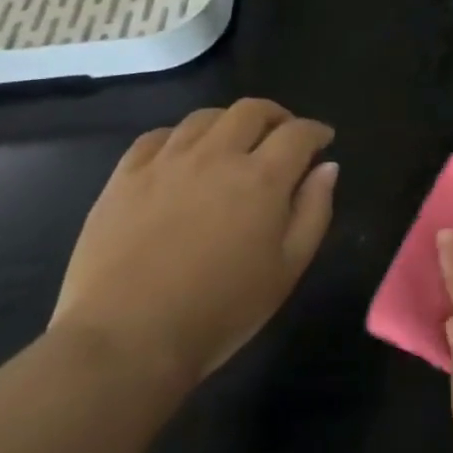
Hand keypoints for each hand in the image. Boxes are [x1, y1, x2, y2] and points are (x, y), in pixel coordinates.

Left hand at [51, 99, 337, 388]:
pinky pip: (156, 137)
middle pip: (252, 110)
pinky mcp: (125, 177)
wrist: (126, 342)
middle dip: (276, 116)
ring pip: (205, 117)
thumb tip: (327, 167)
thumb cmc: (219, 311)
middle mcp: (217, 156)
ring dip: (229, 123)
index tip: (323, 140)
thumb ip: (314, 211)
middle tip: (282, 135)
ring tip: (232, 144)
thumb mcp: (287, 269)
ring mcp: (167, 162)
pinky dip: (178, 138)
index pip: (298, 133)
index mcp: (262, 177)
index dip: (316, 131)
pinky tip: (181, 156)